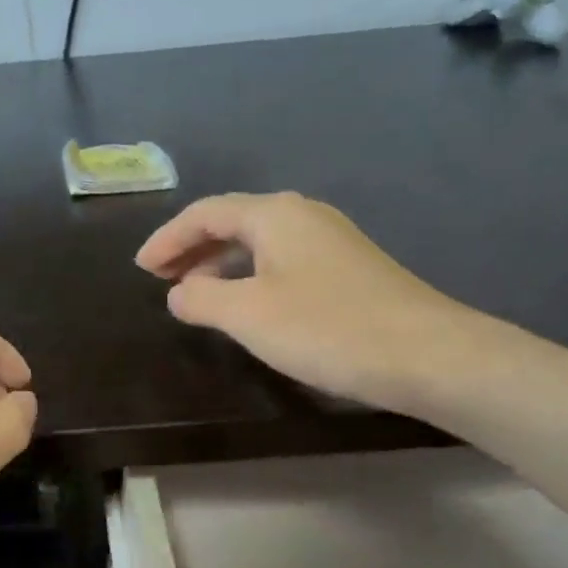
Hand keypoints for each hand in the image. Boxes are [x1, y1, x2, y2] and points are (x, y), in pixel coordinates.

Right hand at [135, 192, 485, 410]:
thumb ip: (200, 298)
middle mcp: (303, 216)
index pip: (205, 213)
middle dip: (191, 248)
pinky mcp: (347, 269)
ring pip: (258, 242)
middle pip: (232, 221)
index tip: (140, 269)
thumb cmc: (326, 328)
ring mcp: (330, 241)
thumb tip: (178, 292)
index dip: (167, 238)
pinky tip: (245, 305)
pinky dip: (248, 275)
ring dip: (219, 263)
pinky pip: (280, 261)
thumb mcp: (247, 314)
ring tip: (193, 293)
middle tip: (159, 278)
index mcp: (274, 214)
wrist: (427, 354)